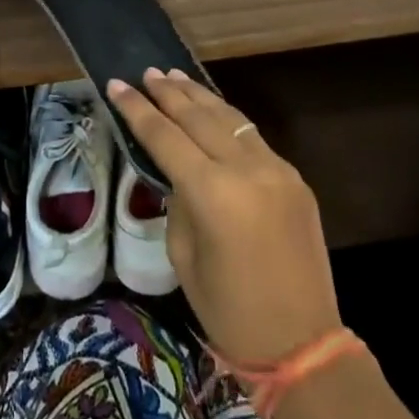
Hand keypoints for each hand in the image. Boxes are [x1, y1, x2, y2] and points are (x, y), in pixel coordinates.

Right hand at [108, 69, 341, 366]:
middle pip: (198, 116)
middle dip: (168, 92)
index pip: (165, 136)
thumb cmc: (229, 311)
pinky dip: (226, 119)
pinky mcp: (293, 177)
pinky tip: (212, 111)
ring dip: (199, 96)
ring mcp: (276, 169)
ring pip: (230, 117)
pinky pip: (252, 138)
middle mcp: (246, 169)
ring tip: (175, 77)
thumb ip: (179, 201)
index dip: (137, 109)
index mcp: (213, 193)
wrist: (303, 346)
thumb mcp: (184, 257)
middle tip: (146, 73)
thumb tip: (178, 170)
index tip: (116, 84)